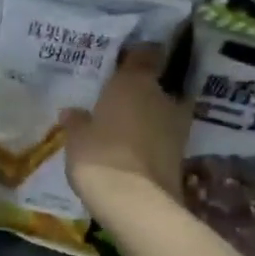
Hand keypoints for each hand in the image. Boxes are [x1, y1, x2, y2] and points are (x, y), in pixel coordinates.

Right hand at [64, 51, 189, 202]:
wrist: (135, 202)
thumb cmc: (98, 155)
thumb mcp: (76, 136)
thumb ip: (77, 120)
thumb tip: (72, 112)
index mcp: (135, 82)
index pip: (144, 54)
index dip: (135, 55)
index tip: (121, 60)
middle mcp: (162, 97)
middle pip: (155, 84)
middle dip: (140, 90)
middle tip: (118, 98)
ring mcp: (177, 126)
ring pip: (161, 111)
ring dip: (148, 117)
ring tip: (124, 126)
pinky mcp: (182, 154)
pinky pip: (163, 137)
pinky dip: (151, 140)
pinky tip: (133, 149)